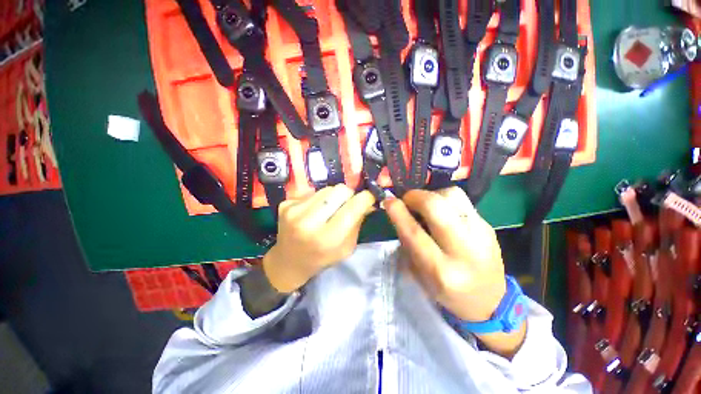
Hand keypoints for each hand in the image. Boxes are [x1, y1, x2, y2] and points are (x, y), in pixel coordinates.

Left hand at [263, 185, 375, 292]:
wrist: (288, 262)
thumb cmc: (321, 258)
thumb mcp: (347, 248)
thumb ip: (357, 223)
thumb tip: (368, 201)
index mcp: (327, 238)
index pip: (353, 207)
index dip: (366, 198)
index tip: (369, 197)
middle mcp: (309, 222)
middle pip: (340, 190)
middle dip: (349, 195)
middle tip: (348, 203)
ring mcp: (294, 211)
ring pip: (327, 188)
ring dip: (333, 196)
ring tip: (329, 209)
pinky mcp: (286, 204)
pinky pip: (313, 192)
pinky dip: (319, 199)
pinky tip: (315, 211)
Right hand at [384, 187, 505, 321]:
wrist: (489, 300)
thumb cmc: (446, 291)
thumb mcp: (419, 274)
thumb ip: (407, 242)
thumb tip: (399, 211)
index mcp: (441, 270)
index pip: (414, 233)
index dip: (398, 212)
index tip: (388, 201)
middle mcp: (463, 250)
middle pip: (436, 207)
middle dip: (415, 196)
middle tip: (407, 200)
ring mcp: (481, 233)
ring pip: (452, 195)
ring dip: (432, 195)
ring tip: (426, 205)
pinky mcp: (488, 225)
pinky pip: (462, 200)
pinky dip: (445, 199)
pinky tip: (442, 211)